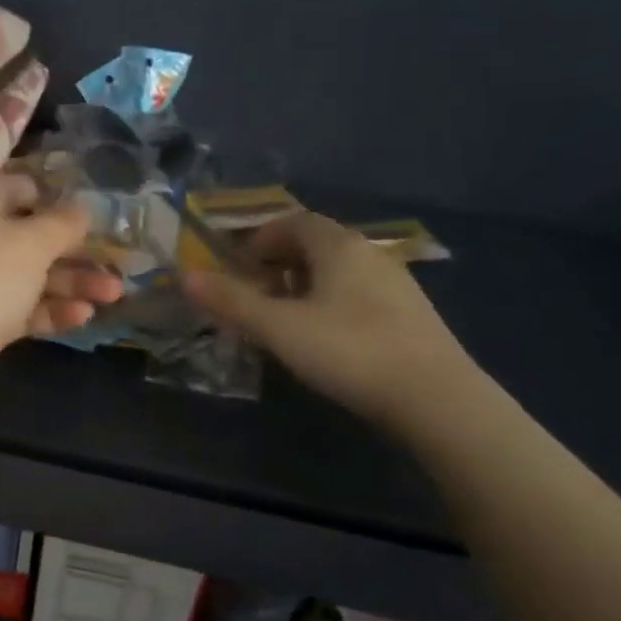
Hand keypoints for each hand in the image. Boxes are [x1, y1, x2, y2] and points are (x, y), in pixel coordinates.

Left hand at [0, 174, 123, 417]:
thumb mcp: (30, 242)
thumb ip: (61, 225)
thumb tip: (81, 208)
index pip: (20, 188)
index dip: (56, 198)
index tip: (92, 215)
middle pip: (31, 237)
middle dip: (75, 250)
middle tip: (117, 264)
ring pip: (30, 277)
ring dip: (71, 284)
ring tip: (114, 295)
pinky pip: (21, 311)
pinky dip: (51, 312)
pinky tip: (83, 318)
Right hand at [183, 212, 474, 427]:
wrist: (436, 398)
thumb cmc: (349, 352)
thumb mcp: (279, 328)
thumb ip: (231, 301)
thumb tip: (184, 276)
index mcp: (337, 246)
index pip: (292, 222)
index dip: (258, 239)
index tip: (235, 267)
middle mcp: (368, 253)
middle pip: (315, 243)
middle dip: (277, 262)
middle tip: (251, 293)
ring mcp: (394, 283)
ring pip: (336, 270)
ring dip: (302, 284)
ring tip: (281, 317)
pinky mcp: (408, 314)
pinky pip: (356, 292)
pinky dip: (328, 302)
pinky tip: (323, 337)